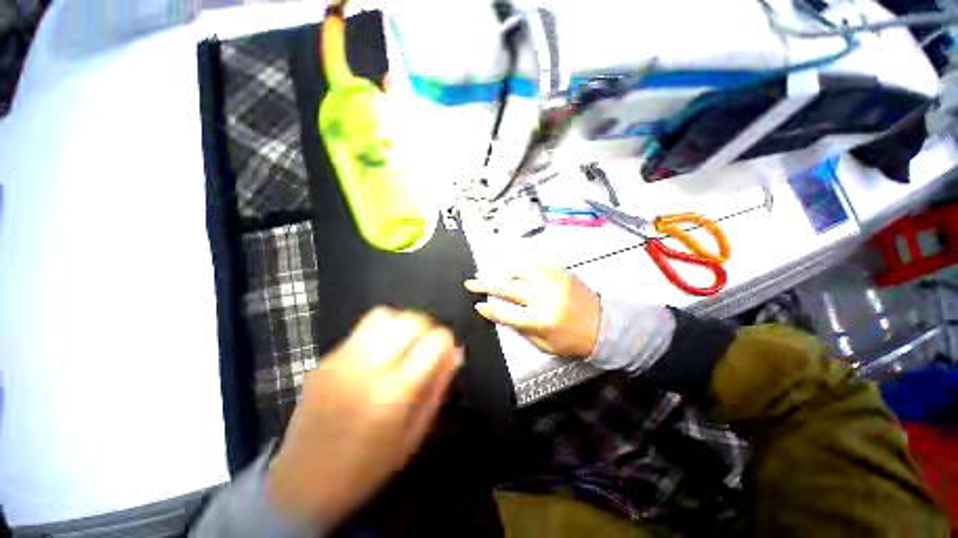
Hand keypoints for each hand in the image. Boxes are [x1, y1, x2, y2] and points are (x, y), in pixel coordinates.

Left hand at [267, 307, 461, 526]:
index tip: (443, 355)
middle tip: (425, 348)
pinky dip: (382, 329)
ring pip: (387, 315)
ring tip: (404, 344)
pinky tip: (380, 351)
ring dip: (404, 324)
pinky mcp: (326, 357)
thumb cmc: (367, 467)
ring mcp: (342, 359)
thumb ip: (438, 388)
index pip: (435, 341)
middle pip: (411, 321)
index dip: (446, 343)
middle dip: (427, 328)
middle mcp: (367, 367)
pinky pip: (364, 326)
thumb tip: (456, 352)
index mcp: (394, 393)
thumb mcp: (414, 435)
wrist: (302, 484)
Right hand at [465, 266, 600, 358]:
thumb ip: (522, 328)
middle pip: (508, 288)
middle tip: (472, 282)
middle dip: (486, 284)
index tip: (478, 304)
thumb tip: (502, 315)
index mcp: (541, 319)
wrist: (605, 325)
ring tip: (492, 274)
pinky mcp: (561, 273)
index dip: (490, 308)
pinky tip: (515, 270)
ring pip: (520, 271)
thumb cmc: (574, 340)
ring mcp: (554, 282)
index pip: (506, 312)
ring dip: (503, 272)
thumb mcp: (545, 344)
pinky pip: (536, 266)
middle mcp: (545, 297)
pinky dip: (522, 268)